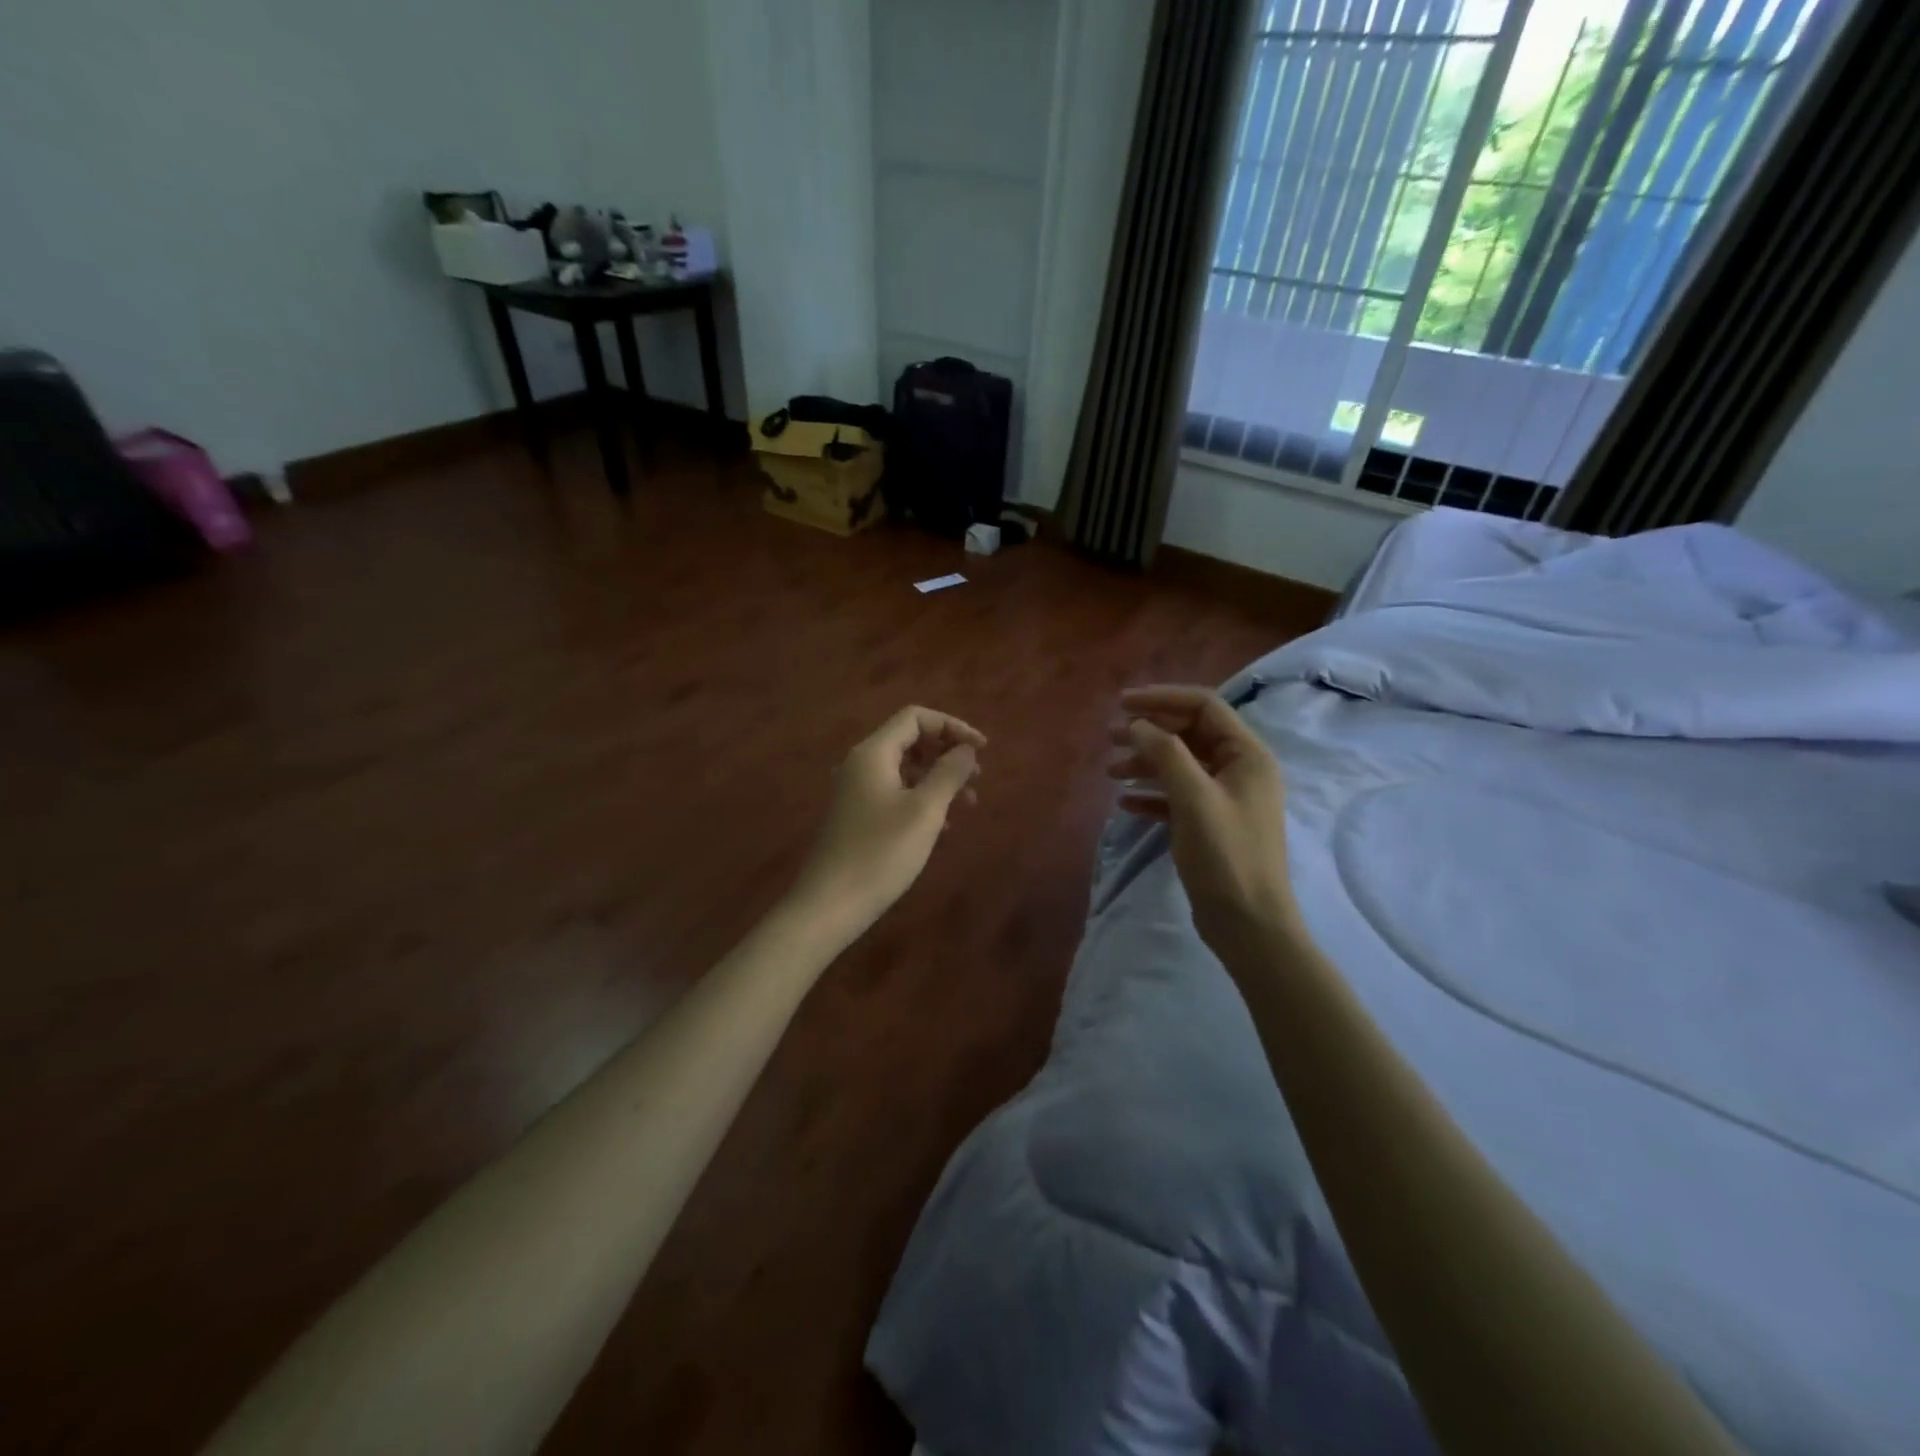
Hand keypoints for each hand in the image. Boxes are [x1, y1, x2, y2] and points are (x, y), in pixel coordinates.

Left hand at [793, 705, 984, 937]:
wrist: (831, 904)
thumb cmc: (881, 853)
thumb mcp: (925, 811)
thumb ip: (949, 773)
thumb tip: (965, 749)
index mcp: (873, 753)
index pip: (915, 718)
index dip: (952, 726)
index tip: (982, 750)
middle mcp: (861, 764)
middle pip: (910, 740)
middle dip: (947, 753)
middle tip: (977, 776)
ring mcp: (856, 791)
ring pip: (904, 769)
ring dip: (938, 778)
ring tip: (968, 803)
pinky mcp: (857, 816)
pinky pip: (895, 793)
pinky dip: (922, 798)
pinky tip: (943, 825)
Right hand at [1107, 686, 1299, 958]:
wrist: (1248, 924)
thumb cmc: (1226, 856)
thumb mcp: (1194, 798)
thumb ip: (1166, 754)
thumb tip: (1137, 725)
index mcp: (1247, 755)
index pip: (1203, 707)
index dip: (1162, 699)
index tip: (1121, 704)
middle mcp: (1239, 770)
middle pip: (1189, 734)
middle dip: (1148, 731)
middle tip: (1108, 736)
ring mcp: (1225, 798)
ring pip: (1179, 765)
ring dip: (1145, 762)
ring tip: (1109, 771)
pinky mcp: (1209, 824)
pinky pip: (1176, 796)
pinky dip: (1151, 794)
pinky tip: (1124, 802)